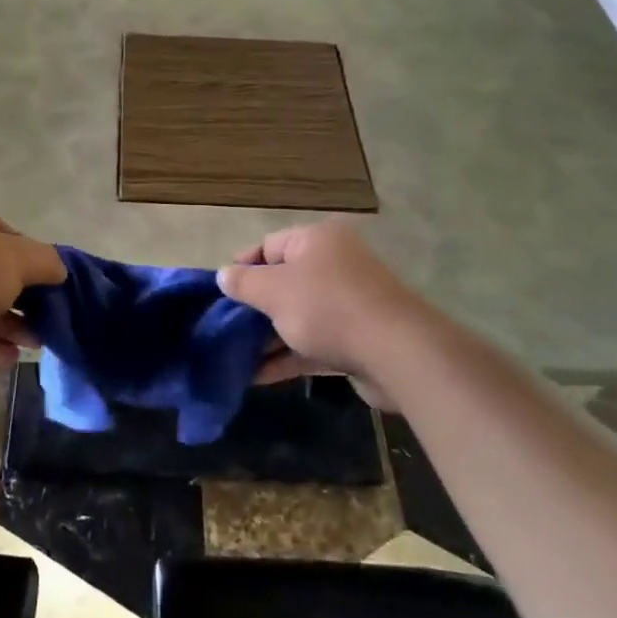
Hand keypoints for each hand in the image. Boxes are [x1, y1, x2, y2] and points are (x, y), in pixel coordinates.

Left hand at [0, 205, 64, 367]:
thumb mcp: (19, 258)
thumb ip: (46, 261)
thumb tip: (59, 270)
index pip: (4, 234)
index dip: (32, 256)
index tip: (52, 282)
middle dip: (22, 298)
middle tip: (48, 318)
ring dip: (9, 326)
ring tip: (37, 345)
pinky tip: (11, 359)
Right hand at [217, 221, 429, 404]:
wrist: (396, 352)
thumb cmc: (327, 308)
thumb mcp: (274, 291)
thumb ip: (244, 283)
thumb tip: (223, 275)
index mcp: (317, 240)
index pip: (268, 245)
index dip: (242, 267)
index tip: (220, 293)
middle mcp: (335, 264)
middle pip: (284, 281)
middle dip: (253, 307)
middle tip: (224, 327)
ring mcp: (348, 303)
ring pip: (297, 315)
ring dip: (267, 336)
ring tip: (233, 357)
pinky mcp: (356, 339)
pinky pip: (312, 343)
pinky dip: (287, 356)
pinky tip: (257, 377)